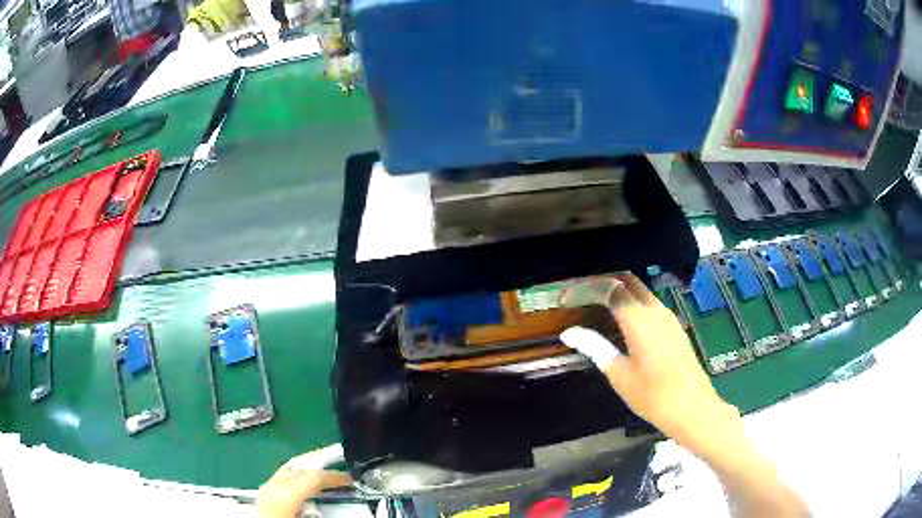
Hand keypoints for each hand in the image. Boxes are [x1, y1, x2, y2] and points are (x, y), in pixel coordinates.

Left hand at [257, 450, 352, 517]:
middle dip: (320, 470)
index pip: (313, 477)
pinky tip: (302, 489)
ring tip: (323, 480)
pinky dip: (295, 480)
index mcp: (285, 495)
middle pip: (298, 469)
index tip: (351, 479)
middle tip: (339, 475)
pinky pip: (280, 480)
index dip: (335, 477)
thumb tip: (344, 510)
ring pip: (286, 472)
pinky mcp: (262, 498)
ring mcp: (264, 491)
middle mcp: (272, 488)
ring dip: (307, 474)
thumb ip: (324, 513)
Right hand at [559, 273, 741, 453]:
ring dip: (618, 291)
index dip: (585, 288)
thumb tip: (569, 333)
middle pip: (627, 280)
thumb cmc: (652, 396)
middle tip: (580, 295)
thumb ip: (595, 347)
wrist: (692, 407)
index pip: (610, 288)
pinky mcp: (674, 325)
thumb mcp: (619, 374)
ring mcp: (668, 316)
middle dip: (601, 281)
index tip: (565, 299)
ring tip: (595, 306)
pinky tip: (620, 321)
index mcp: (639, 320)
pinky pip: (649, 303)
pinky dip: (631, 303)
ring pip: (640, 290)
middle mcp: (655, 309)